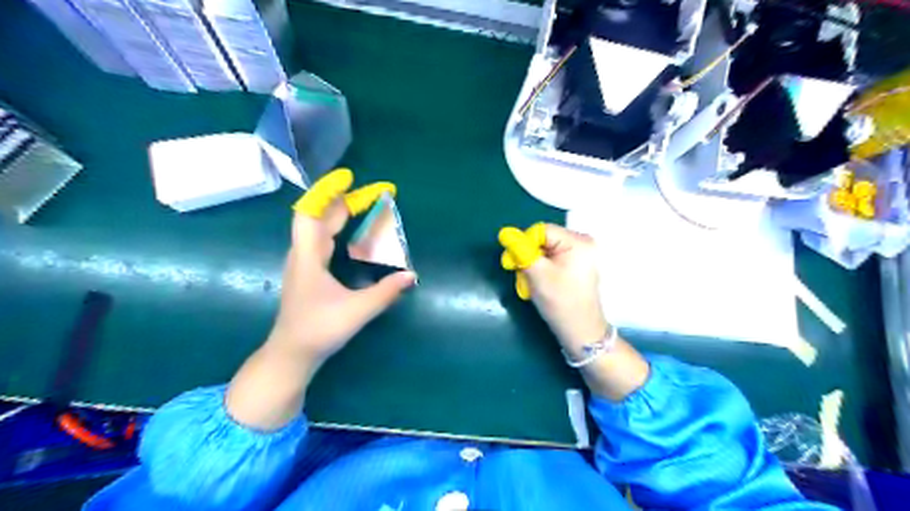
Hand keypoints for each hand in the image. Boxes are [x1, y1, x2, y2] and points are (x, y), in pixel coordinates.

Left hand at [228, 170, 415, 429]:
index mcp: (308, 257)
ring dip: (339, 214)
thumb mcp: (357, 311)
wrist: (292, 354)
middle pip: (318, 217)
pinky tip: (349, 235)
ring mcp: (303, 263)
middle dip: (343, 201)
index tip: (348, 179)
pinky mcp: (308, 273)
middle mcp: (303, 254)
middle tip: (371, 194)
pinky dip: (336, 229)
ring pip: (318, 229)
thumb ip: (385, 292)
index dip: (327, 192)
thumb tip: (411, 275)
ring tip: (362, 206)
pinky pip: (321, 241)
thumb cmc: (319, 330)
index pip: (310, 213)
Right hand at [496, 226, 645, 401]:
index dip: (523, 245)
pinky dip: (542, 270)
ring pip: (545, 251)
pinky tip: (540, 285)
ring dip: (533, 265)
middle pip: (543, 240)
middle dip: (528, 257)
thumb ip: (520, 251)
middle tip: (521, 276)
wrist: (581, 332)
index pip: (540, 231)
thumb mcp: (537, 275)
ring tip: (531, 284)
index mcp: (577, 241)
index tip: (513, 264)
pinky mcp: (577, 265)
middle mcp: (582, 243)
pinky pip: (552, 259)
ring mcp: (581, 255)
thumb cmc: (560, 303)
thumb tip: (505, 233)